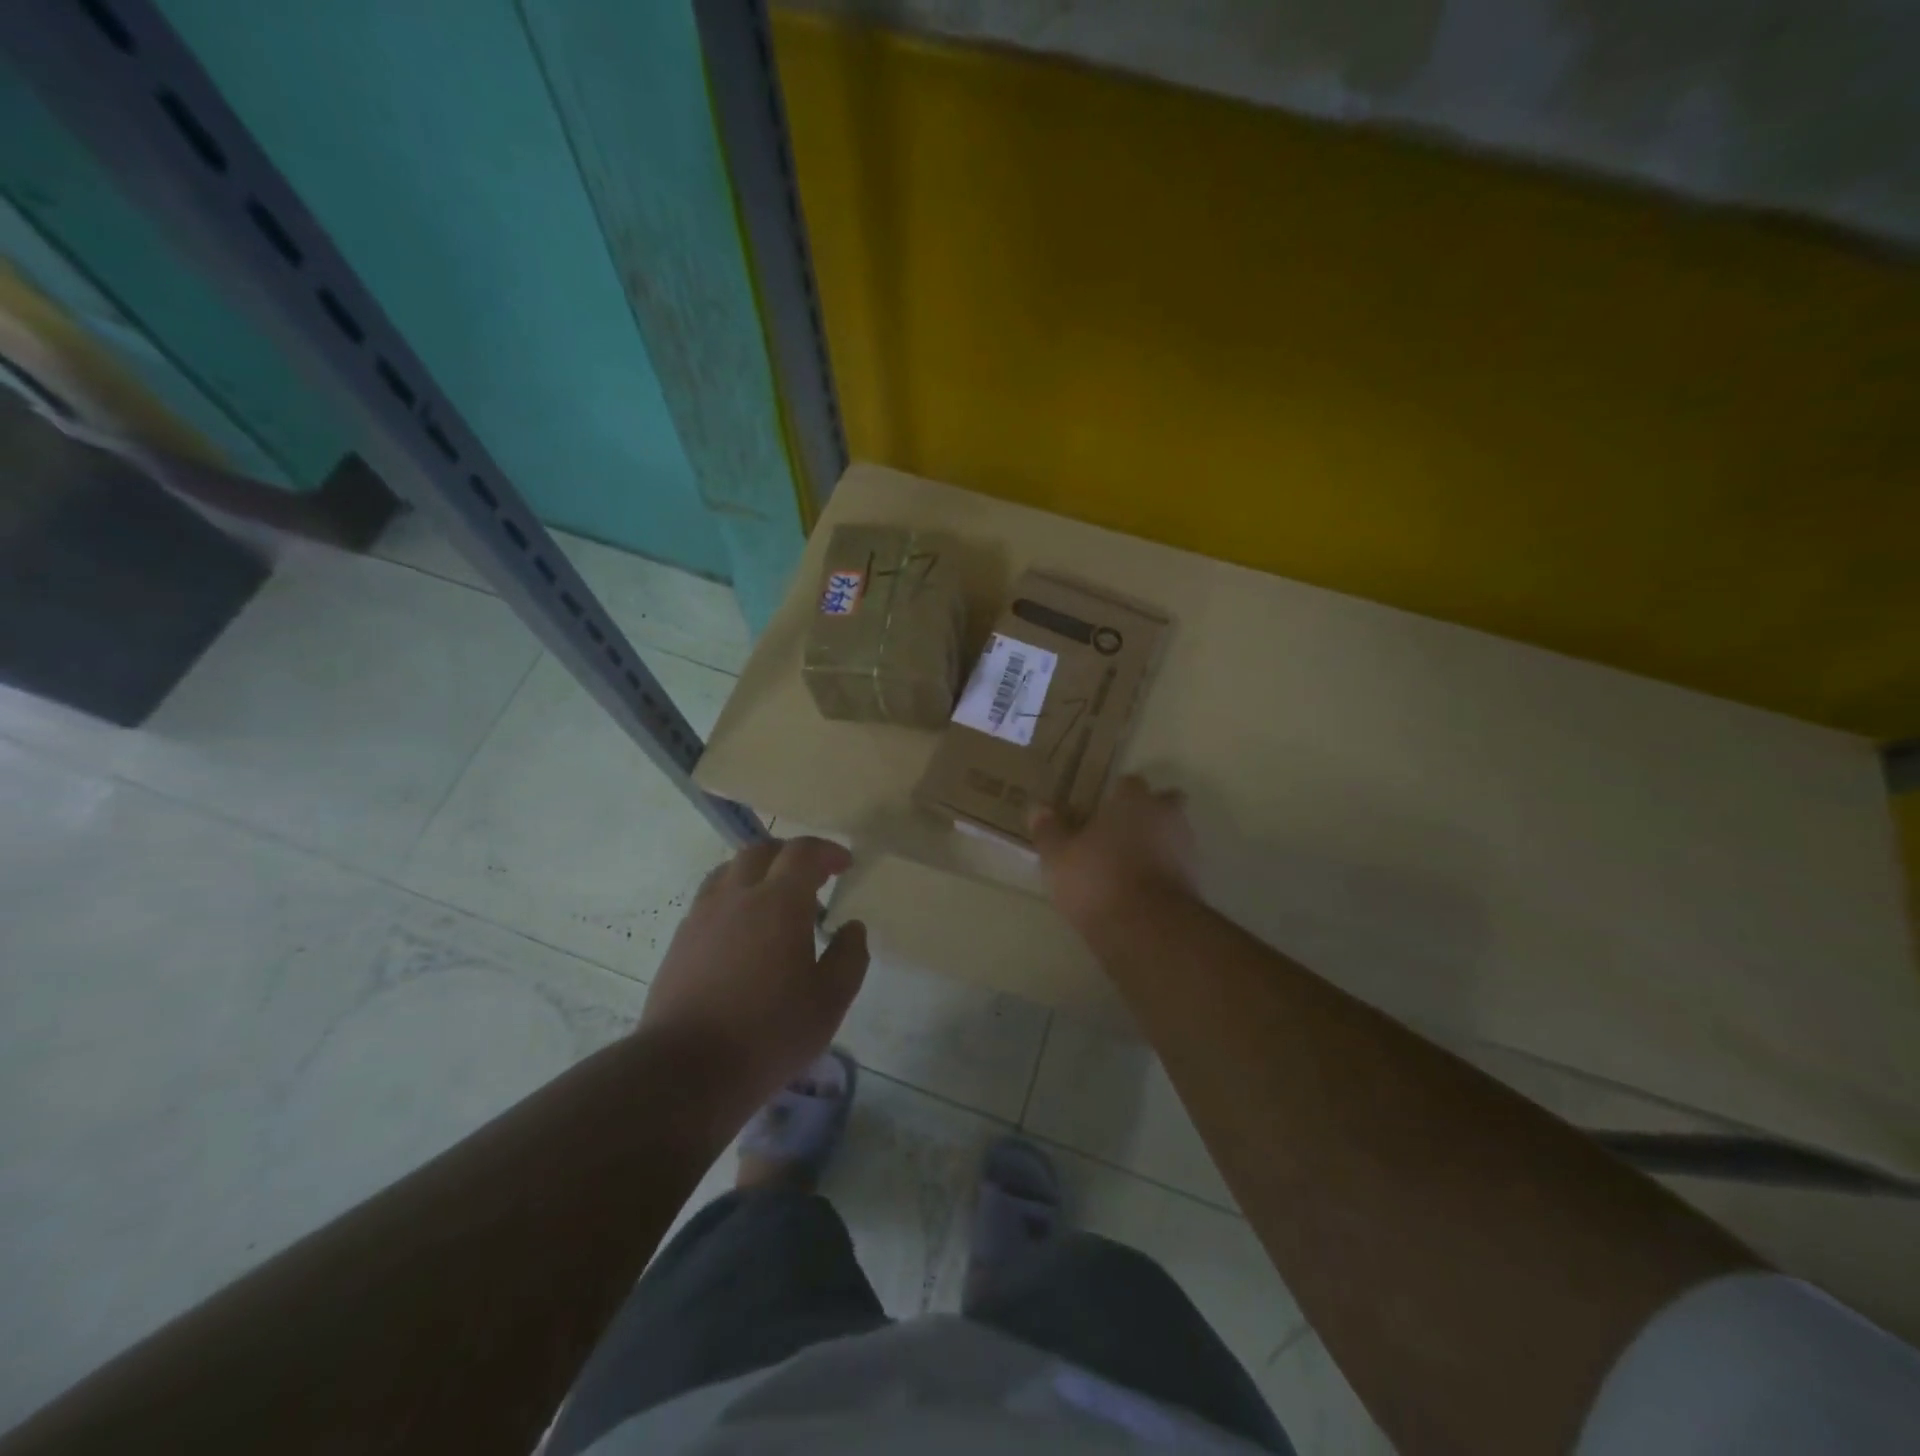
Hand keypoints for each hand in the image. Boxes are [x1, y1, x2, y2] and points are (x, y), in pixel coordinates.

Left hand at [639, 837, 867, 1130]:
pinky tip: (743, 932)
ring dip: (757, 872)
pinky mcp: (680, 941)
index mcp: (779, 902)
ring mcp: (702, 916)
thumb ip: (849, 957)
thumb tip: (852, 928)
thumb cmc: (769, 1033)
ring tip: (774, 899)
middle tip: (812, 877)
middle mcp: (738, 896)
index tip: (844, 864)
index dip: (827, 851)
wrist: (686, 1070)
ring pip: (729, 871)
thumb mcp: (830, 1001)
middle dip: (791, 855)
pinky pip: (710, 899)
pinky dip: (733, 898)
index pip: (803, 853)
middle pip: (762, 851)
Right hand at [1031, 775, 1197, 931]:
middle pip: (1163, 802)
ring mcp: (1186, 848)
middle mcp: (1165, 816)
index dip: (1114, 795)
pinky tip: (1142, 888)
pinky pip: (1177, 865)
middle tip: (1121, 831)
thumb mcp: (1058, 856)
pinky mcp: (1195, 881)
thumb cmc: (1098, 880)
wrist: (1148, 929)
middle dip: (1148, 812)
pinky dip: (1164, 871)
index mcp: (1133, 801)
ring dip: (1158, 842)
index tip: (1098, 811)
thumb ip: (1049, 830)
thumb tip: (1037, 808)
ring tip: (1129, 864)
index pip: (1128, 783)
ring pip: (1173, 834)